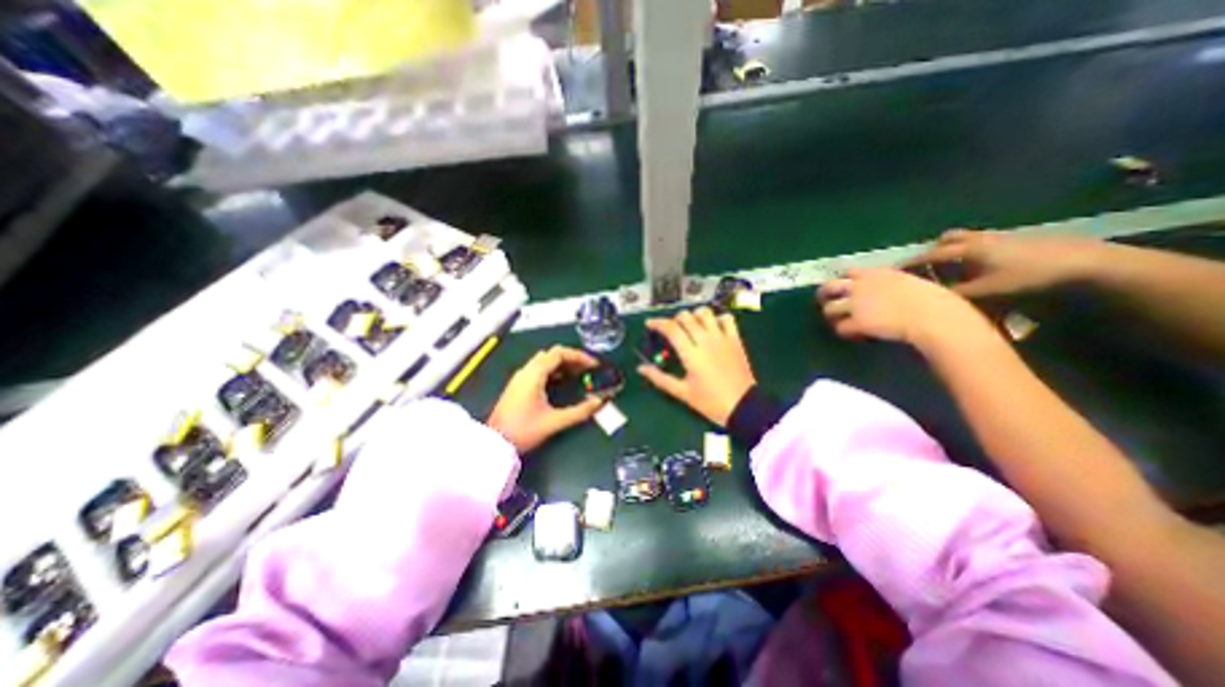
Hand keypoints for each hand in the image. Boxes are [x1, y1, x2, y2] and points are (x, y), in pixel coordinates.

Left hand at [486, 347, 603, 452]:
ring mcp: (520, 377)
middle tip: (587, 369)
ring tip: (578, 375)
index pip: (559, 353)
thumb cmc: (524, 430)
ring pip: (545, 360)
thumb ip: (580, 411)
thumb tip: (599, 402)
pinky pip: (538, 369)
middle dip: (572, 358)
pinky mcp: (518, 385)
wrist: (495, 443)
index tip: (593, 365)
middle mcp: (526, 371)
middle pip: (552, 353)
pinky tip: (562, 382)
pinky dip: (553, 370)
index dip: (579, 356)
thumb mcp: (555, 421)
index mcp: (534, 374)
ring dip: (562, 364)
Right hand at [631, 305, 757, 422]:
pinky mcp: (735, 340)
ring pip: (705, 313)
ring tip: (690, 325)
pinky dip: (717, 318)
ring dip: (694, 315)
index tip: (650, 324)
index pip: (671, 329)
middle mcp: (706, 341)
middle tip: (671, 330)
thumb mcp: (682, 392)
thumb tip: (641, 368)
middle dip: (674, 319)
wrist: (743, 407)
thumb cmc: (710, 402)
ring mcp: (722, 338)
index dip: (657, 323)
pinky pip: (727, 319)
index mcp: (691, 354)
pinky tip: (712, 327)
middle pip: (686, 317)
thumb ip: (660, 378)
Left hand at [811, 267, 994, 348]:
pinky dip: (846, 333)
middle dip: (824, 296)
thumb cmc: (935, 301)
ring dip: (833, 318)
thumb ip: (891, 285)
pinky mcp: (857, 321)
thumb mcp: (910, 282)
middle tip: (827, 305)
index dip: (844, 281)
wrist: (935, 317)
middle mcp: (861, 285)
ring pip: (829, 309)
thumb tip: (885, 292)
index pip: (849, 272)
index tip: (845, 289)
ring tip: (842, 324)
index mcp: (877, 273)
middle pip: (828, 287)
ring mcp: (857, 303)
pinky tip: (857, 335)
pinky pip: (841, 328)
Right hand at [907, 230, 1111, 298]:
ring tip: (946, 267)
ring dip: (950, 249)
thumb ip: (953, 294)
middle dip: (929, 252)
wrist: (1084, 261)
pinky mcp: (1012, 240)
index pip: (927, 256)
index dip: (908, 265)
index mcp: (965, 249)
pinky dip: (968, 251)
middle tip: (921, 269)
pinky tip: (974, 266)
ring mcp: (995, 237)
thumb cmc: (1028, 276)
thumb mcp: (986, 290)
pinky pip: (978, 243)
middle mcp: (976, 239)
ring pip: (963, 239)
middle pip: (944, 241)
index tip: (891, 273)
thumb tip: (926, 299)